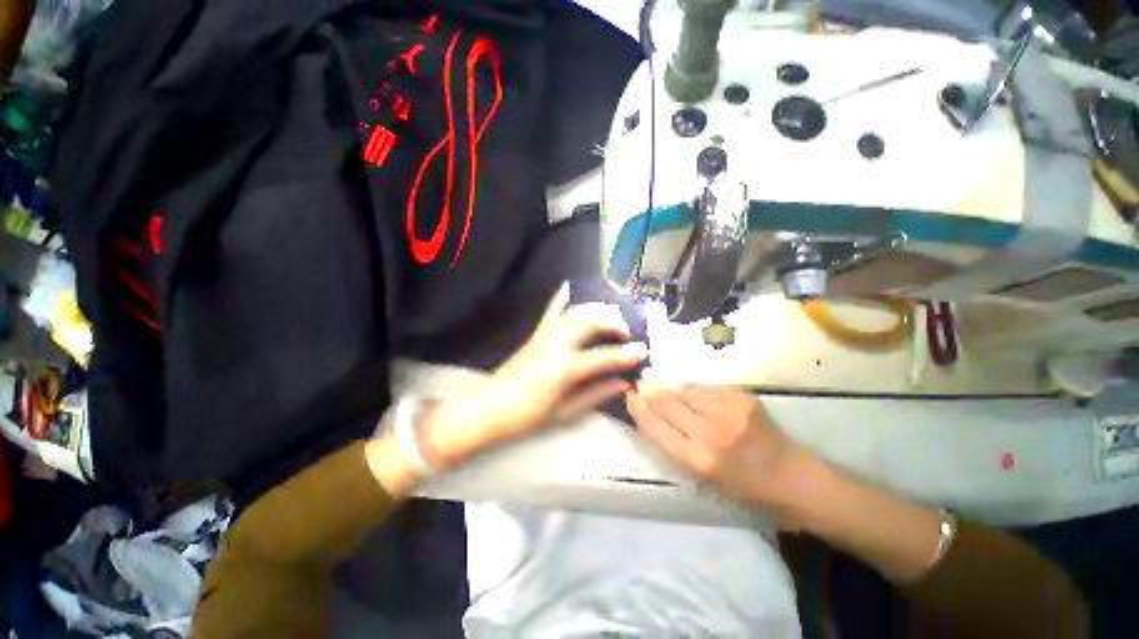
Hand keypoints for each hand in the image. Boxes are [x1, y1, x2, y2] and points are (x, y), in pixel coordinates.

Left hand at [421, 284, 647, 467]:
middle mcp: (557, 344)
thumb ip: (596, 395)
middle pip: (591, 323)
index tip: (642, 352)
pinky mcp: (536, 333)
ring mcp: (545, 335)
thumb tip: (622, 384)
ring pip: (576, 312)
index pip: (603, 357)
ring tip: (611, 316)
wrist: (490, 406)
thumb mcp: (565, 411)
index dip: (625, 355)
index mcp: (565, 368)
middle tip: (628, 331)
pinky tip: (568, 287)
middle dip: (613, 323)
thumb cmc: (528, 415)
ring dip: (597, 310)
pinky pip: (551, 310)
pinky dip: (561, 298)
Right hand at [626, 385, 802, 506]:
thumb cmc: (744, 487)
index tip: (629, 397)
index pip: (657, 427)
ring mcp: (728, 411)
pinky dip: (696, 393)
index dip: (639, 410)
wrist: (793, 478)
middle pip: (668, 404)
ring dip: (673, 392)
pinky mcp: (742, 397)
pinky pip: (707, 389)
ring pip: (686, 393)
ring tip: (665, 389)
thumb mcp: (704, 476)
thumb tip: (654, 414)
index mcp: (699, 460)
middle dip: (650, 393)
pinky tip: (695, 397)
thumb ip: (676, 444)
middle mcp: (711, 433)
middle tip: (640, 383)